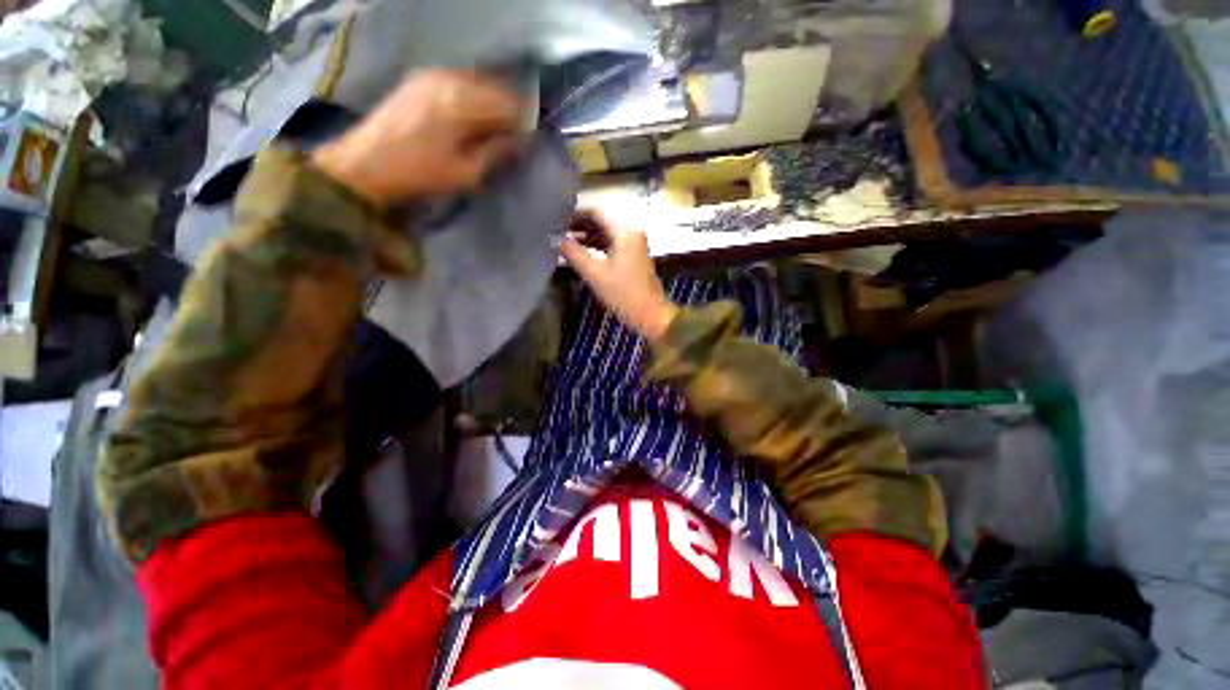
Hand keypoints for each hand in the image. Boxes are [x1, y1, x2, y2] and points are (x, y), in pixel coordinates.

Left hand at [312, 70, 521, 205]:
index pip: (509, 104)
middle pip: (495, 87)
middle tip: (511, 135)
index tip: (526, 141)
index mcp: (462, 103)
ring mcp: (431, 74)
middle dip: (509, 109)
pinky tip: (470, 117)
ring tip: (492, 128)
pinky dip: (472, 96)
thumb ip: (497, 152)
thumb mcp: (466, 173)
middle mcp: (449, 79)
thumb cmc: (420, 174)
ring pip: (477, 81)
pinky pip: (458, 80)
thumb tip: (521, 140)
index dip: (523, 122)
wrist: (366, 164)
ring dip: (490, 102)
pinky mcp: (419, 78)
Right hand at [561, 212, 675, 340]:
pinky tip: (580, 254)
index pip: (596, 213)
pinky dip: (596, 248)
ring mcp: (634, 246)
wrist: (650, 315)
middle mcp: (631, 233)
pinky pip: (611, 246)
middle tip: (556, 231)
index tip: (555, 219)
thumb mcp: (595, 274)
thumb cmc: (623, 294)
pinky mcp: (633, 258)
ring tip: (563, 243)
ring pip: (606, 235)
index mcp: (625, 232)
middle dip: (579, 226)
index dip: (575, 214)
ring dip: (587, 238)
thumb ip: (574, 253)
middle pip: (601, 223)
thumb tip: (556, 239)